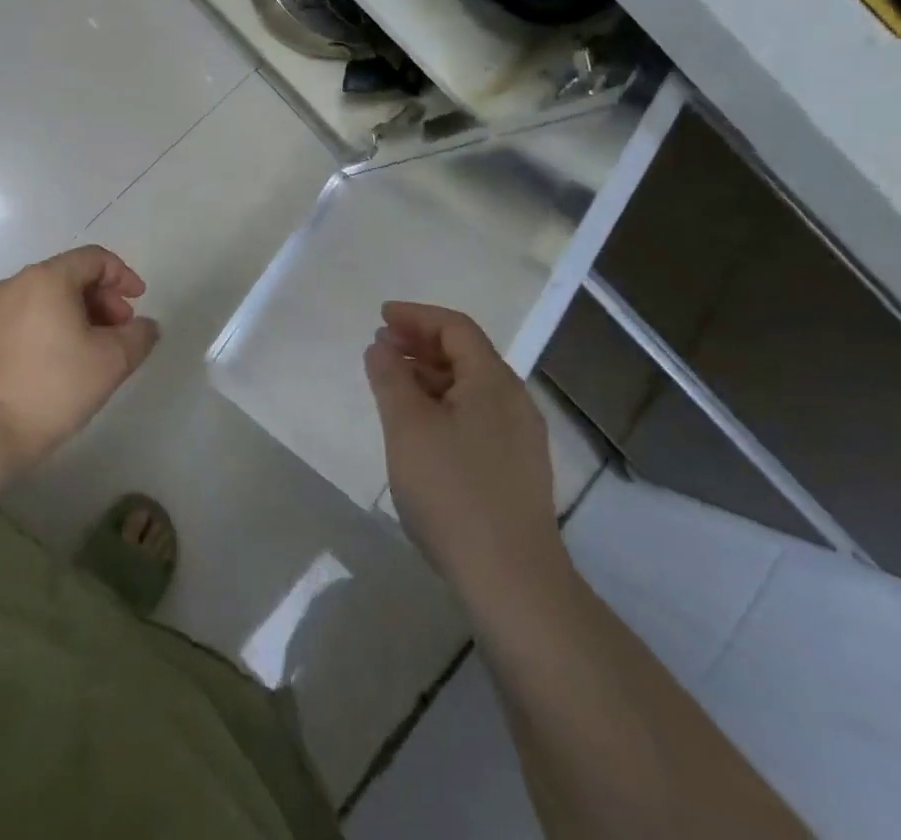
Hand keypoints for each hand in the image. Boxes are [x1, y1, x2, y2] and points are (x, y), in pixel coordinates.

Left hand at [0, 245, 159, 470]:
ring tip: (91, 349)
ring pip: (45, 297)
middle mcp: (16, 282)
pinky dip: (48, 326)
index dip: (123, 276)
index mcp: (48, 278)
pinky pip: (24, 316)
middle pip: (69, 275)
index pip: (94, 258)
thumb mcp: (112, 362)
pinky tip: (57, 361)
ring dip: (76, 313)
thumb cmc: (53, 387)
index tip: (138, 303)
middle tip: (119, 331)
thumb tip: (145, 326)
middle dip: (101, 298)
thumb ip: (139, 336)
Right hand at [365, 302, 569, 609]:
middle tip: (381, 349)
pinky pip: (476, 416)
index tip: (380, 318)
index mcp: (494, 381)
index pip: (455, 328)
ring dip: (430, 377)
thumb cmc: (453, 492)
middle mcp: (514, 401)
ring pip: (470, 388)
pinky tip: (420, 428)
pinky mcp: (516, 470)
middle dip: (421, 344)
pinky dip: (444, 406)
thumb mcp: (408, 426)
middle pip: (466, 354)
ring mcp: (520, 439)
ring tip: (393, 385)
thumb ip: (391, 378)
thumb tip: (381, 347)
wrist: (512, 582)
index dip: (416, 316)